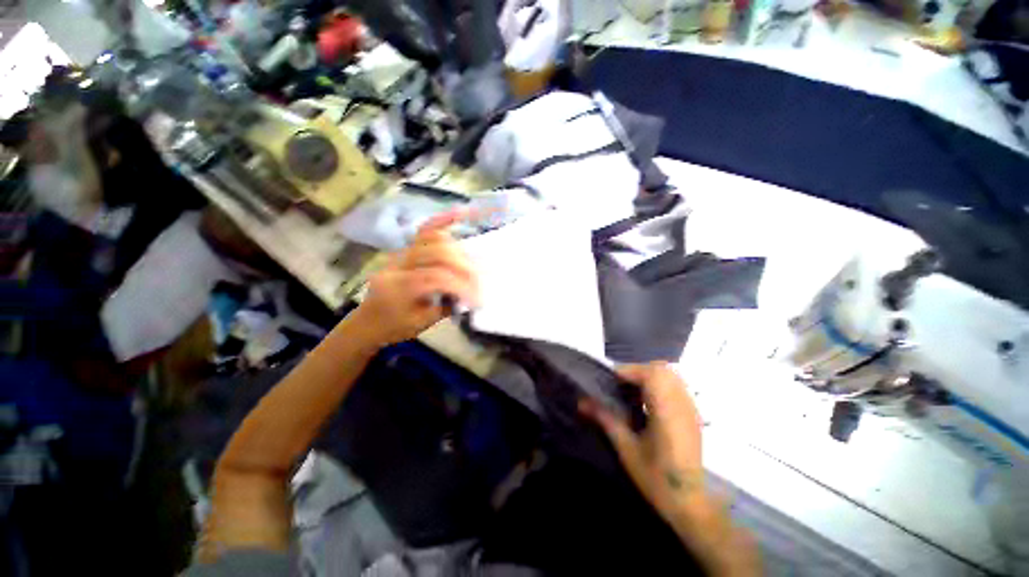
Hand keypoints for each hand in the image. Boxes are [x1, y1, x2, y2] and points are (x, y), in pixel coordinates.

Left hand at [355, 211, 479, 346]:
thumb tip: (470, 293)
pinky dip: (443, 221)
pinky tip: (460, 213)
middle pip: (438, 254)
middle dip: (463, 268)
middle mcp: (398, 264)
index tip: (477, 298)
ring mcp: (401, 253)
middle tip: (477, 283)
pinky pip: (424, 231)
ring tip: (469, 267)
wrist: (367, 322)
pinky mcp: (405, 250)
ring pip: (433, 239)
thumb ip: (447, 305)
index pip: (437, 277)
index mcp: (399, 287)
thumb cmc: (394, 327)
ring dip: (457, 251)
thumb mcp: (422, 324)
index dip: (461, 285)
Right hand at [580, 362, 704, 524]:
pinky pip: (676, 386)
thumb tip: (580, 401)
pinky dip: (659, 384)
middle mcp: (681, 404)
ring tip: (631, 391)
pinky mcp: (693, 414)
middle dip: (637, 370)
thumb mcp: (626, 448)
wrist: (690, 503)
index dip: (627, 371)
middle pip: (661, 369)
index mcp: (666, 411)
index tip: (610, 380)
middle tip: (619, 384)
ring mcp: (690, 408)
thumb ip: (605, 418)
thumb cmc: (656, 477)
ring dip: (648, 376)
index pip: (649, 374)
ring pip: (670, 375)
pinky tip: (647, 402)